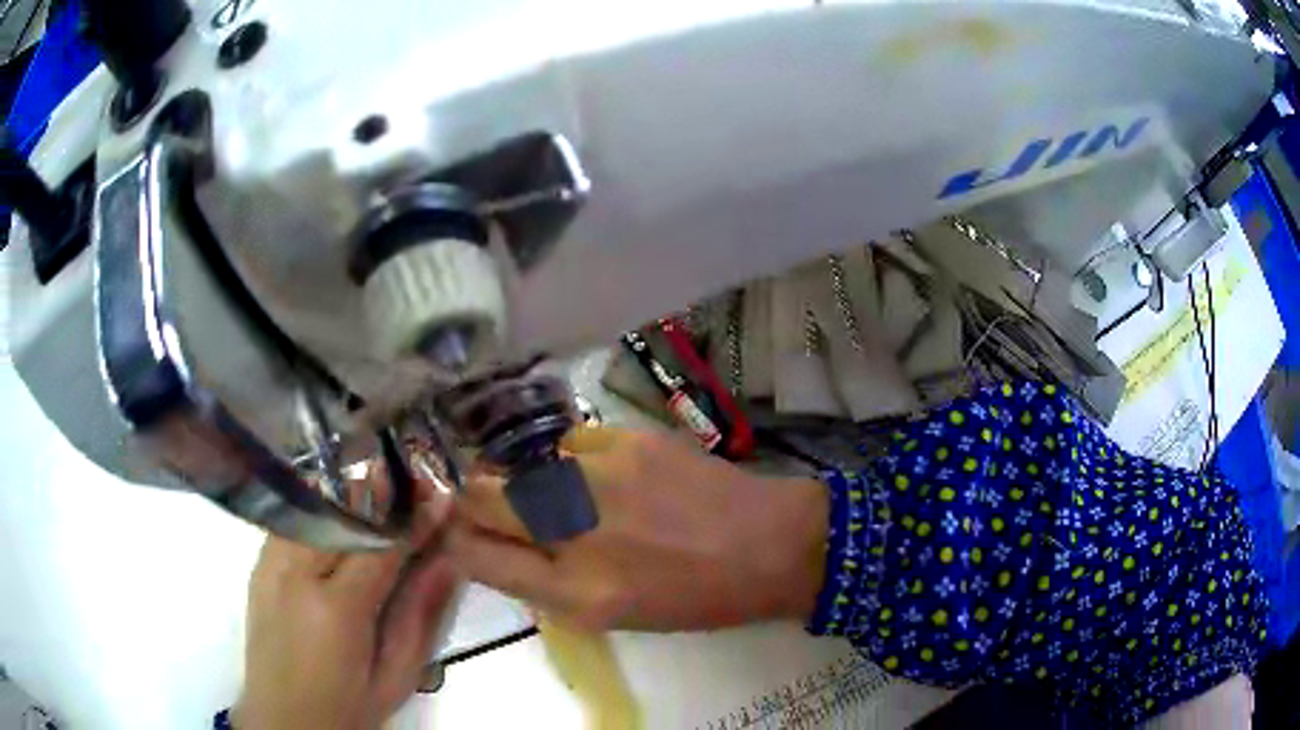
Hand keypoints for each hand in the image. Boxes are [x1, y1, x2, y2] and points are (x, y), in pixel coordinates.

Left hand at [234, 484, 457, 729]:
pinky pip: (293, 522)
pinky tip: (341, 519)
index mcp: (337, 609)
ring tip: (382, 493)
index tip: (441, 496)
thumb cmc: (348, 706)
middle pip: (343, 515)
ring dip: (351, 497)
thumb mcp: (397, 675)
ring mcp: (270, 565)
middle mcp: (296, 574)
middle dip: (383, 495)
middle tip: (415, 487)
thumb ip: (422, 615)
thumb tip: (448, 559)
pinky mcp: (258, 565)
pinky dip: (322, 513)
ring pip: (313, 509)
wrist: (284, 718)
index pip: (381, 547)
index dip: (413, 519)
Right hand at [449, 427, 827, 631]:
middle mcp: (576, 530)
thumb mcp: (612, 614)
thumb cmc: (694, 597)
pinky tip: (611, 475)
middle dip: (474, 500)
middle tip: (495, 504)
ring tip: (567, 493)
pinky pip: (573, 444)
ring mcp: (601, 476)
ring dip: (528, 480)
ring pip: (521, 464)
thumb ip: (547, 582)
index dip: (458, 542)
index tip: (460, 533)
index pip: (476, 557)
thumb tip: (501, 543)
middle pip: (481, 496)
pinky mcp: (628, 439)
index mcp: (574, 592)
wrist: (768, 545)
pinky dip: (576, 461)